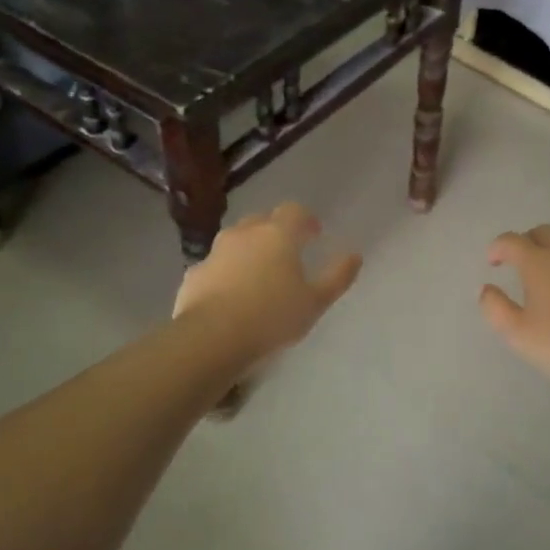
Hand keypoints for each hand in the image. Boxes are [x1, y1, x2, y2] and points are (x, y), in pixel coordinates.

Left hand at [174, 203, 362, 364]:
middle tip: (287, 253)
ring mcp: (215, 252)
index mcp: (278, 234)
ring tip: (258, 276)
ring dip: (248, 250)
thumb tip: (355, 255)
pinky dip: (225, 274)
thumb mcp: (315, 301)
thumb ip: (337, 277)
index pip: (294, 211)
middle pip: (262, 220)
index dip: (305, 219)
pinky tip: (229, 296)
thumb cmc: (271, 317)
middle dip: (275, 231)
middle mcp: (245, 234)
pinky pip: (215, 267)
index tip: (313, 234)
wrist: (211, 338)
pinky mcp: (194, 274)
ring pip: (235, 241)